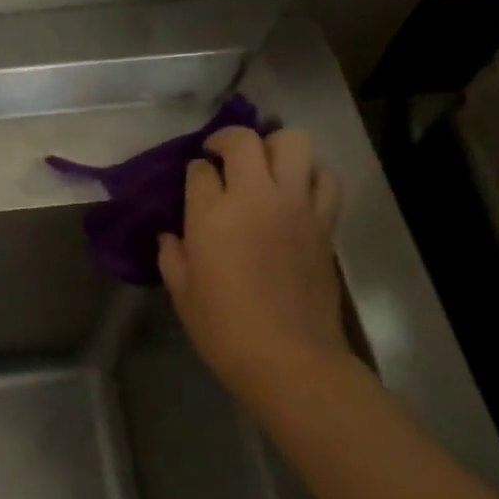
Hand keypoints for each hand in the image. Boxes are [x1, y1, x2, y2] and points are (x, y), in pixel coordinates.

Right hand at [157, 126, 347, 398]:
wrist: (289, 357)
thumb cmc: (224, 328)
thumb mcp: (182, 292)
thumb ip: (172, 254)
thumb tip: (173, 235)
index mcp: (213, 214)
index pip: (200, 170)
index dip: (193, 174)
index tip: (192, 186)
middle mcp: (256, 197)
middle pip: (245, 140)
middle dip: (226, 141)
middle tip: (219, 157)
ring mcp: (297, 205)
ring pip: (293, 142)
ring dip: (274, 147)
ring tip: (263, 166)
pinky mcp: (325, 220)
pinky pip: (325, 177)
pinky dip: (311, 173)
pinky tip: (297, 190)